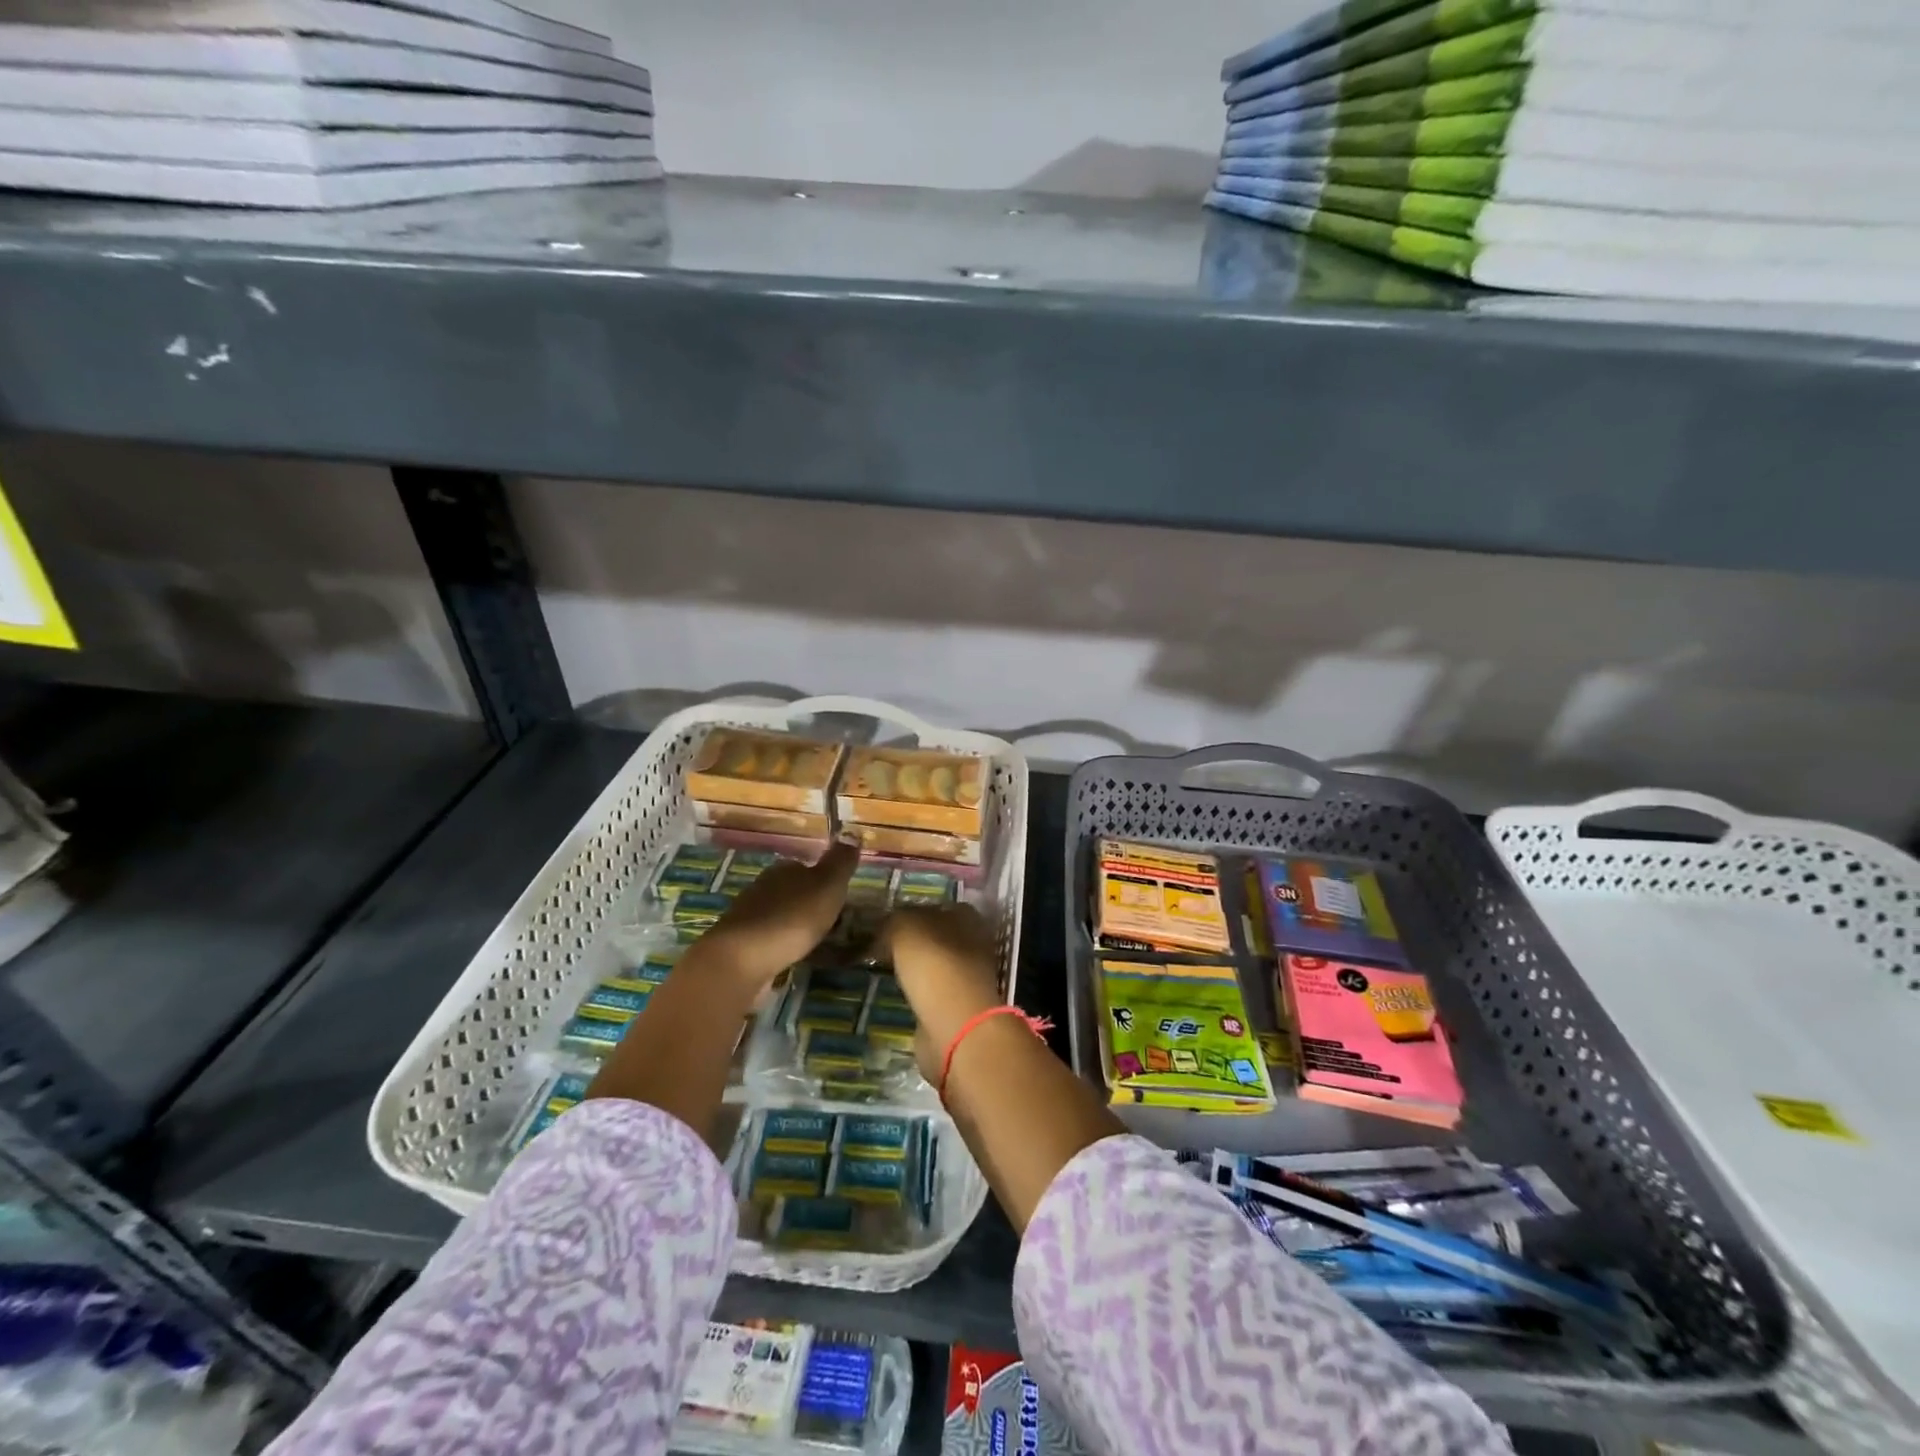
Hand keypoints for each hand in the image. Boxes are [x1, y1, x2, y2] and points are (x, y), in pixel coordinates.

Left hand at [700, 842, 857, 989]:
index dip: (823, 881)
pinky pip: (768, 938)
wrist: (742, 959)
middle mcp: (763, 886)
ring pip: (779, 914)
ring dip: (794, 924)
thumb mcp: (828, 885)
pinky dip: (781, 944)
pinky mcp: (740, 943)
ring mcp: (748, 914)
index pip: (806, 867)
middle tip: (831, 923)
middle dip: (809, 904)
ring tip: (814, 942)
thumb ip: (840, 861)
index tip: (839, 898)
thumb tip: (851, 832)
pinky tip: (791, 955)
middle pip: (792, 890)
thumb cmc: (792, 917)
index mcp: (784, 869)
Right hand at [880, 904, 1004, 1081]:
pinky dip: (916, 992)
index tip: (885, 921)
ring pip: (934, 965)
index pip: (936, 906)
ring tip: (882, 969)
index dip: (911, 911)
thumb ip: (895, 920)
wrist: (954, 1024)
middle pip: (936, 936)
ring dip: (914, 968)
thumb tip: (887, 927)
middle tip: (878, 945)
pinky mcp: (958, 1007)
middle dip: (912, 941)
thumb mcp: (904, 927)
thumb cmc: (933, 963)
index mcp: (966, 916)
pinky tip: (896, 993)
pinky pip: (931, 992)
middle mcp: (973, 943)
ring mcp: (967, 977)